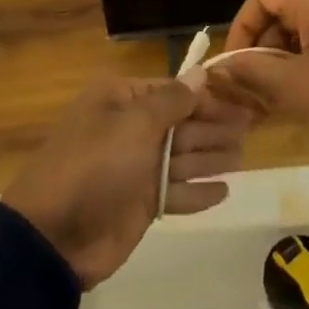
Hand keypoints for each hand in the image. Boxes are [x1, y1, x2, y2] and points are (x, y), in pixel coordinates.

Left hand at [2, 77, 248, 288]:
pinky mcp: (139, 204)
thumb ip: (173, 101)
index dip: (207, 95)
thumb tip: (201, 73)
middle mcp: (129, 128)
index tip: (241, 98)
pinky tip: (224, 191)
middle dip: (215, 125)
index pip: (172, 90)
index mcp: (120, 100)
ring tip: (245, 155)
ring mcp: (134, 168)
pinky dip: (198, 191)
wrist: (55, 236)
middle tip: (253, 125)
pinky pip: (176, 192)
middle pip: (181, 123)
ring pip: (182, 158)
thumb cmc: (96, 166)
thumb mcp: (135, 125)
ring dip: (212, 156)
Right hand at [206, 0, 308, 157]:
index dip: (240, 30)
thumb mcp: (298, 88)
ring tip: (279, 99)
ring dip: (286, 58)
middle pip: (282, 10)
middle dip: (263, 50)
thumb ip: (253, 73)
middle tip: (254, 91)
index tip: (235, 68)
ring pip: (306, 26)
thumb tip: (220, 68)